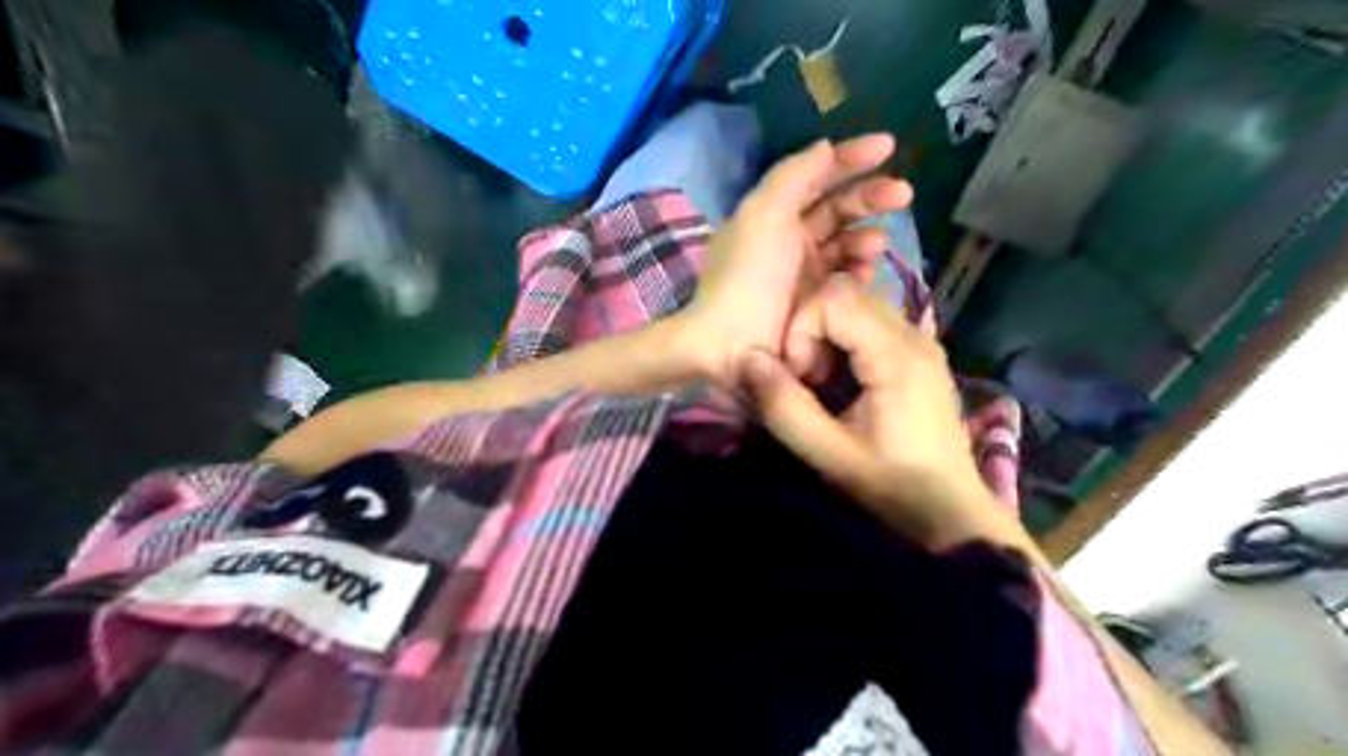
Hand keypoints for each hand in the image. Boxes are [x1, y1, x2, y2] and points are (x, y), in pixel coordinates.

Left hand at [686, 132, 915, 388]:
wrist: (734, 344)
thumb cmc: (748, 274)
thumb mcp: (763, 214)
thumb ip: (795, 175)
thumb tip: (826, 147)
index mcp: (772, 214)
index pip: (816, 176)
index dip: (850, 159)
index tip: (889, 147)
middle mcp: (789, 239)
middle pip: (837, 208)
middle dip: (871, 196)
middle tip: (904, 194)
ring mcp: (805, 273)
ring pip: (847, 244)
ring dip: (866, 238)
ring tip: (876, 245)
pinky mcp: (818, 303)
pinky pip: (847, 278)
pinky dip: (860, 271)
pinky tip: (866, 273)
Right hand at [743, 277, 994, 549]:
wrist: (950, 511)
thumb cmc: (891, 485)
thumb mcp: (828, 454)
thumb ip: (785, 406)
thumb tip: (748, 358)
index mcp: (896, 355)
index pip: (834, 298)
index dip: (801, 330)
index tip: (800, 378)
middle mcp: (914, 334)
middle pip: (847, 293)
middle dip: (811, 328)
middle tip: (809, 379)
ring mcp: (922, 340)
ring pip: (859, 303)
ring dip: (827, 333)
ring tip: (824, 381)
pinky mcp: (921, 353)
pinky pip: (873, 321)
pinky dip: (846, 339)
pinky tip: (845, 382)